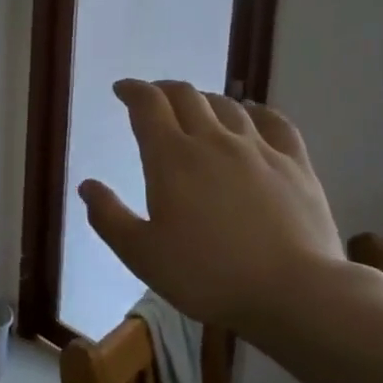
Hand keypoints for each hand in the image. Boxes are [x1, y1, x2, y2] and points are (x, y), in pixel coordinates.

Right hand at [78, 79, 342, 326]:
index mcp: (171, 158)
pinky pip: (274, 122)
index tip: (121, 89)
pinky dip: (255, 111)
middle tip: (153, 98)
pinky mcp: (295, 164)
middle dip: (164, 90)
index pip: (148, 105)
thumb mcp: (142, 254)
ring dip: (204, 100)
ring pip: (227, 105)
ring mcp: (258, 149)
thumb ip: (108, 217)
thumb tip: (87, 186)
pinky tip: (251, 115)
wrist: (294, 293)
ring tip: (195, 108)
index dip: (132, 90)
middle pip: (186, 96)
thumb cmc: (207, 276)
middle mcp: (212, 141)